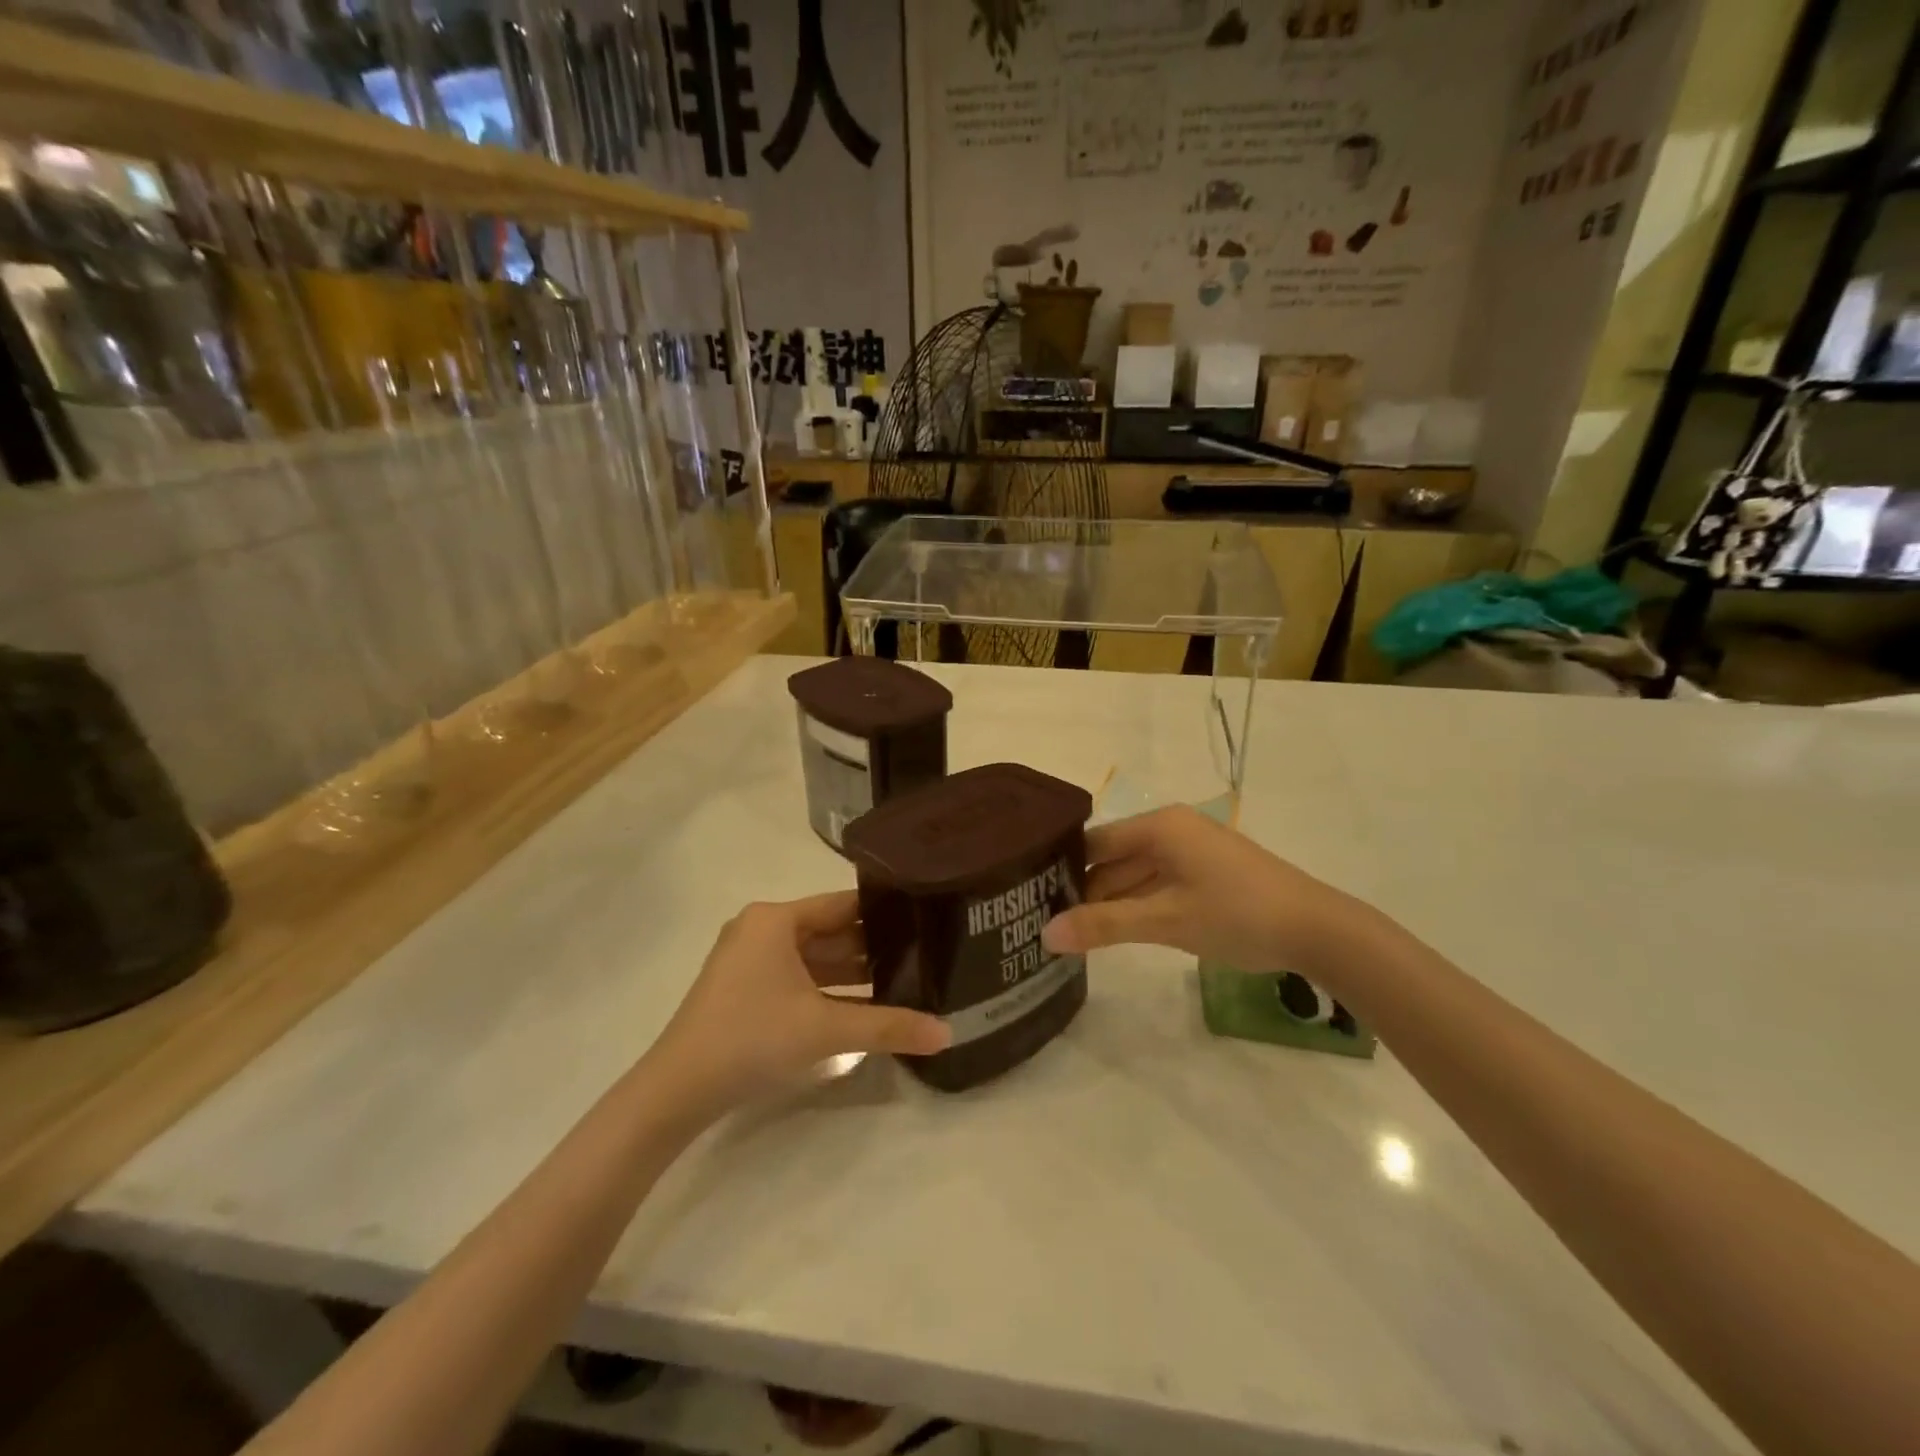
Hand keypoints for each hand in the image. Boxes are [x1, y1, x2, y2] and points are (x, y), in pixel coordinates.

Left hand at [650, 893, 949, 1108]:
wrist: (677, 1091)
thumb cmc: (753, 1038)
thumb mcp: (826, 1029)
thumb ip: (890, 1026)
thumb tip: (948, 1033)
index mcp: (776, 919)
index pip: (844, 904)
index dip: (885, 912)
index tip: (925, 919)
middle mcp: (762, 929)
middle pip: (831, 931)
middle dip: (874, 947)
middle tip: (925, 954)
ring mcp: (750, 960)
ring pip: (815, 958)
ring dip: (854, 973)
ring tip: (906, 980)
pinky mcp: (745, 989)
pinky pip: (799, 978)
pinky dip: (829, 991)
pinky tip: (865, 1007)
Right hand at [1041, 806, 1352, 972]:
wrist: (1318, 930)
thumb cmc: (1237, 914)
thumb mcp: (1166, 920)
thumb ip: (1104, 925)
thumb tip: (1044, 935)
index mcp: (1159, 826)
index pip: (1095, 842)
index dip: (1064, 869)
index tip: (1032, 899)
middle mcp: (1172, 830)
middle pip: (1113, 859)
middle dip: (1085, 891)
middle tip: (1045, 924)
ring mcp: (1191, 853)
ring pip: (1135, 875)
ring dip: (1110, 903)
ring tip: (1071, 934)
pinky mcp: (1207, 875)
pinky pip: (1158, 885)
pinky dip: (1137, 907)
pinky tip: (1114, 933)